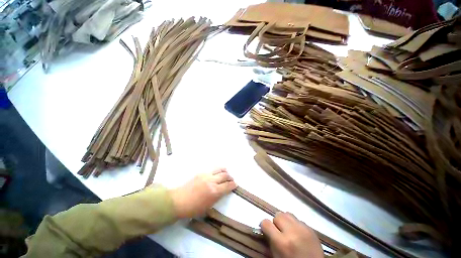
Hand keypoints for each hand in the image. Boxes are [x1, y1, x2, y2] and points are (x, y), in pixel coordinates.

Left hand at [170, 168, 236, 218]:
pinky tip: (217, 173)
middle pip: (225, 176)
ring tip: (226, 173)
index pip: (228, 186)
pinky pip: (212, 169)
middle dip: (230, 177)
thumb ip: (218, 197)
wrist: (179, 201)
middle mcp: (212, 181)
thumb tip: (223, 191)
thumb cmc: (194, 208)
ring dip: (225, 171)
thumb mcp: (208, 206)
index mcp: (215, 191)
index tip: (235, 185)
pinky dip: (217, 171)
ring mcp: (206, 175)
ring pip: (219, 169)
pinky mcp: (201, 173)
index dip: (233, 185)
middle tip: (231, 179)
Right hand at [261, 212, 322, 257]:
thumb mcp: (276, 256)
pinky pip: (298, 219)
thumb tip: (264, 229)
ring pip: (287, 214)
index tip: (266, 230)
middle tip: (278, 231)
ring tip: (288, 230)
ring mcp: (303, 229)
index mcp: (282, 242)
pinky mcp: (311, 228)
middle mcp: (292, 232)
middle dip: (276, 222)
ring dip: (285, 221)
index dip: (264, 226)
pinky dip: (295, 224)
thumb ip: (270, 241)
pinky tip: (297, 233)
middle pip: (277, 215)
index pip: (266, 223)